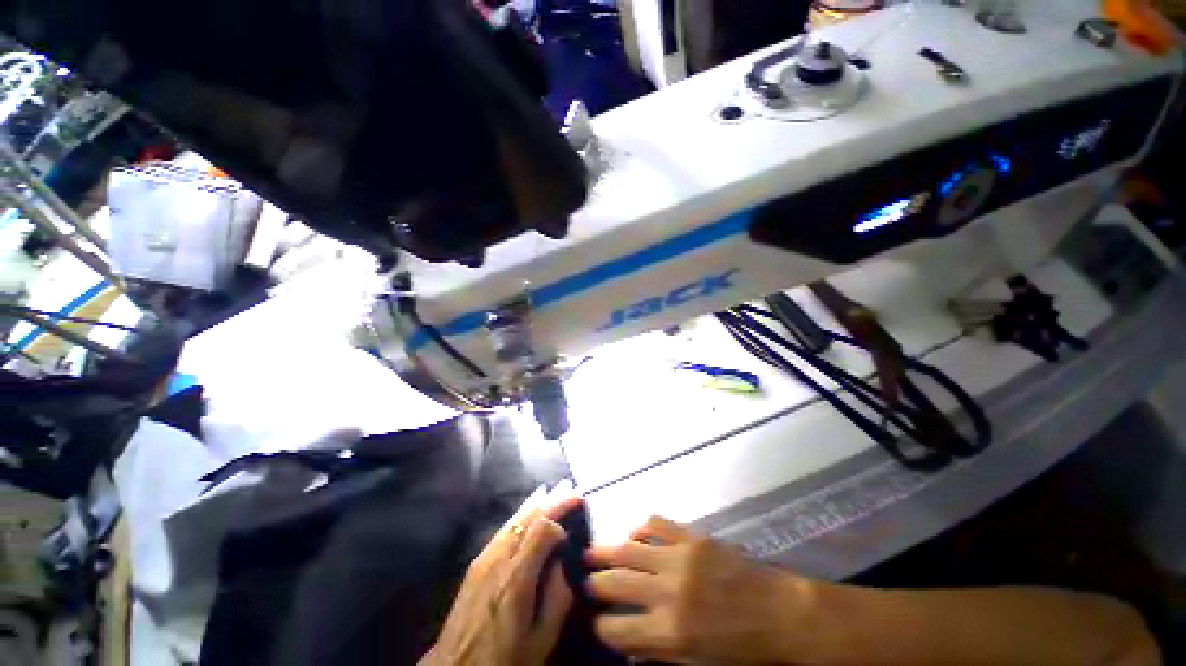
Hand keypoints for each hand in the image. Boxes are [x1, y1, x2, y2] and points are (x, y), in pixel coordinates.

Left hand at [422, 483, 581, 665]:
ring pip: (514, 519)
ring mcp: (483, 559)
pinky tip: (529, 512)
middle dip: (552, 503)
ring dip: (537, 505)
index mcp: (515, 580)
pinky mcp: (476, 563)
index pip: (541, 530)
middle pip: (527, 518)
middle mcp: (497, 560)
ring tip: (555, 494)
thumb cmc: (504, 659)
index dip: (559, 522)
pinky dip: (521, 516)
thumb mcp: (540, 640)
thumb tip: (565, 563)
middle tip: (571, 493)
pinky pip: (503, 529)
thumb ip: (558, 598)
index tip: (572, 530)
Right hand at [586, 516, 813, 664]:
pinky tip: (634, 532)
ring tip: (592, 552)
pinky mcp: (692, 536)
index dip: (603, 627)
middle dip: (595, 583)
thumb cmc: (742, 646)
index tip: (596, 622)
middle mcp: (669, 591)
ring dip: (607, 551)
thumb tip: (631, 639)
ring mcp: (680, 558)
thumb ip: (661, 649)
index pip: (620, 630)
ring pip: (630, 549)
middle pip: (618, 583)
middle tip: (584, 580)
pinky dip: (641, 528)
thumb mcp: (699, 661)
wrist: (780, 612)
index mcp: (671, 631)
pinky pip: (657, 524)